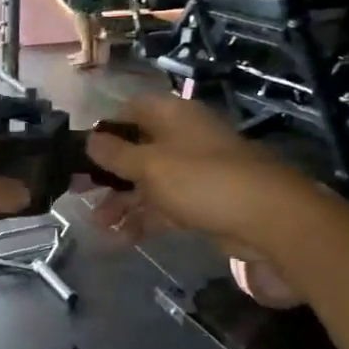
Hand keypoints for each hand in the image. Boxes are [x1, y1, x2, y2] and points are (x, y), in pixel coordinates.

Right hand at [83, 94, 322, 267]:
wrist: (269, 219)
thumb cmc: (202, 180)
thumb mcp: (150, 165)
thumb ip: (115, 154)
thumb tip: (89, 139)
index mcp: (172, 116)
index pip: (131, 109)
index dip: (106, 127)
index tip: (82, 150)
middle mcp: (182, 139)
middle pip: (137, 149)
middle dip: (108, 173)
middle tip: (79, 192)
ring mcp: (194, 172)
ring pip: (148, 182)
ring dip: (122, 202)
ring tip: (97, 224)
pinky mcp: (202, 203)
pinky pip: (164, 207)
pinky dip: (143, 220)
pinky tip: (120, 239)